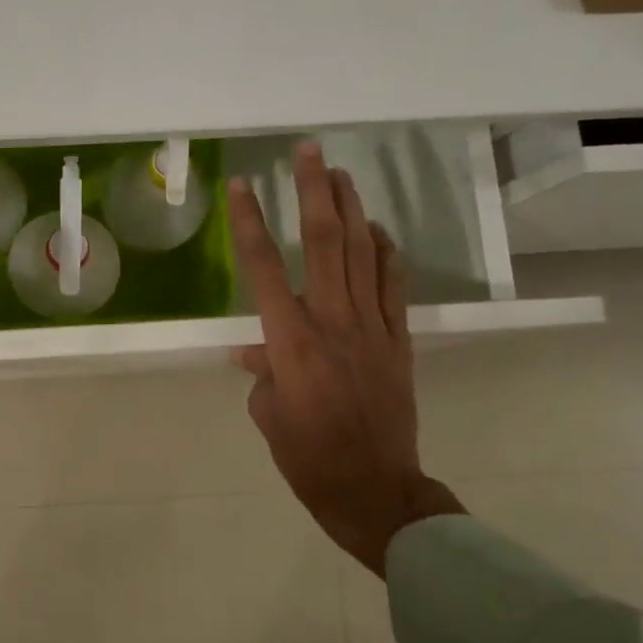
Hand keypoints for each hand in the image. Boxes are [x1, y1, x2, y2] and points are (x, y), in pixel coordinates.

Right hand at [227, 142, 461, 575]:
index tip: (243, 184)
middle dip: (314, 191)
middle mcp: (333, 322)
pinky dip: (387, 252)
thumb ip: (262, 374)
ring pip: (364, 254)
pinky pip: (394, 286)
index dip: (250, 222)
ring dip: (352, 208)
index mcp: (291, 342)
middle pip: (325, 243)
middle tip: (308, 151)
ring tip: (341, 173)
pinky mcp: (399, 340)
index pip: (265, 269)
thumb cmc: (309, 458)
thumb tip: (256, 352)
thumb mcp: (268, 416)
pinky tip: (377, 229)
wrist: (375, 491)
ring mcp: (372, 328)